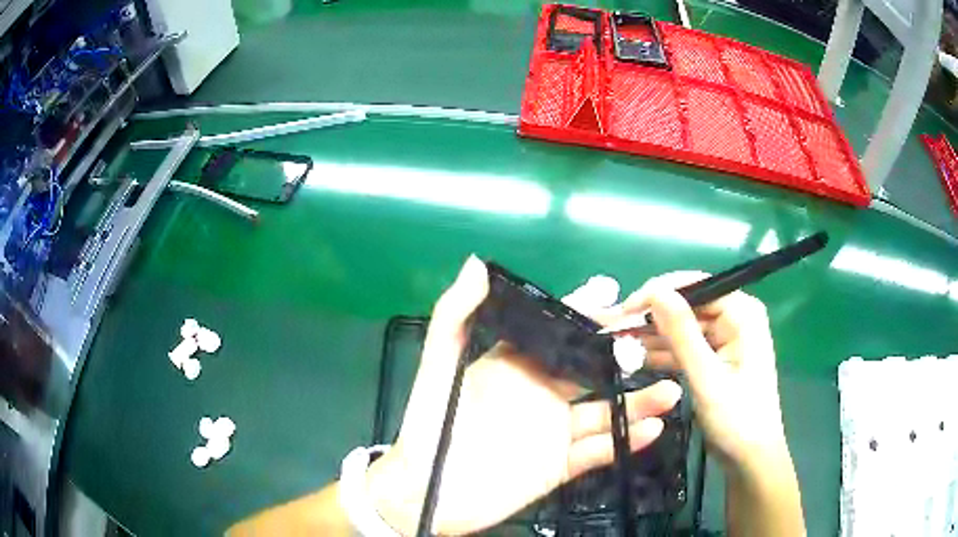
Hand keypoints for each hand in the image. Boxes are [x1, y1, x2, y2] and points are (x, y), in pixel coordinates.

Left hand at [367, 257, 681, 534]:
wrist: (427, 494)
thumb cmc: (430, 428)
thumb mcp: (439, 368)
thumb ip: (455, 316)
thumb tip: (478, 263)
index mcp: (514, 368)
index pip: (557, 333)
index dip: (583, 314)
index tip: (614, 296)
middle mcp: (539, 395)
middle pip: (590, 370)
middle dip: (621, 357)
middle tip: (653, 346)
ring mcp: (552, 433)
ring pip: (603, 413)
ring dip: (637, 403)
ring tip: (670, 392)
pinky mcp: (558, 467)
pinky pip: (597, 452)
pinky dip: (624, 441)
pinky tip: (651, 429)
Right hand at [616, 272, 788, 466]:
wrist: (750, 458)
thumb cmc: (737, 419)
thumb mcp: (707, 377)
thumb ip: (682, 334)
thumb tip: (656, 291)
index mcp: (742, 313)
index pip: (695, 286)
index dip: (658, 294)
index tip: (623, 310)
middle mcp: (735, 317)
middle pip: (687, 305)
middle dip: (652, 317)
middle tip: (613, 330)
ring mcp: (726, 337)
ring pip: (683, 326)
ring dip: (653, 336)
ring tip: (618, 344)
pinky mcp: (716, 356)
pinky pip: (685, 346)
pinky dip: (663, 352)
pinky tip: (636, 357)